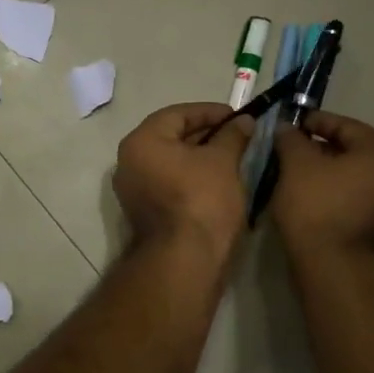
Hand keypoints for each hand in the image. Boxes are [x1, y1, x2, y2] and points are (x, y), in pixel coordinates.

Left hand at [114, 103, 253, 258]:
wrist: (185, 261)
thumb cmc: (202, 200)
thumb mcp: (223, 161)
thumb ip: (232, 135)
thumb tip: (244, 121)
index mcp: (142, 141)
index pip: (178, 114)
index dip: (211, 112)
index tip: (238, 116)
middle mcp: (129, 162)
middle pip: (172, 136)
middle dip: (207, 134)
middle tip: (238, 135)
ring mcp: (133, 190)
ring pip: (171, 161)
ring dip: (201, 156)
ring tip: (234, 156)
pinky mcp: (144, 212)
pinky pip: (169, 182)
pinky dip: (192, 176)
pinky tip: (219, 180)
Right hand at [271, 110, 373, 260]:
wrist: (338, 271)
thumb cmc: (319, 207)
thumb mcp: (296, 165)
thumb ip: (291, 139)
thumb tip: (288, 128)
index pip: (347, 126)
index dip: (317, 121)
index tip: (292, 125)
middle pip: (354, 154)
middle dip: (321, 150)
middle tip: (291, 152)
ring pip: (355, 182)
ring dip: (328, 177)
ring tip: (297, 180)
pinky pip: (356, 206)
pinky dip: (335, 199)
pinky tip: (311, 205)